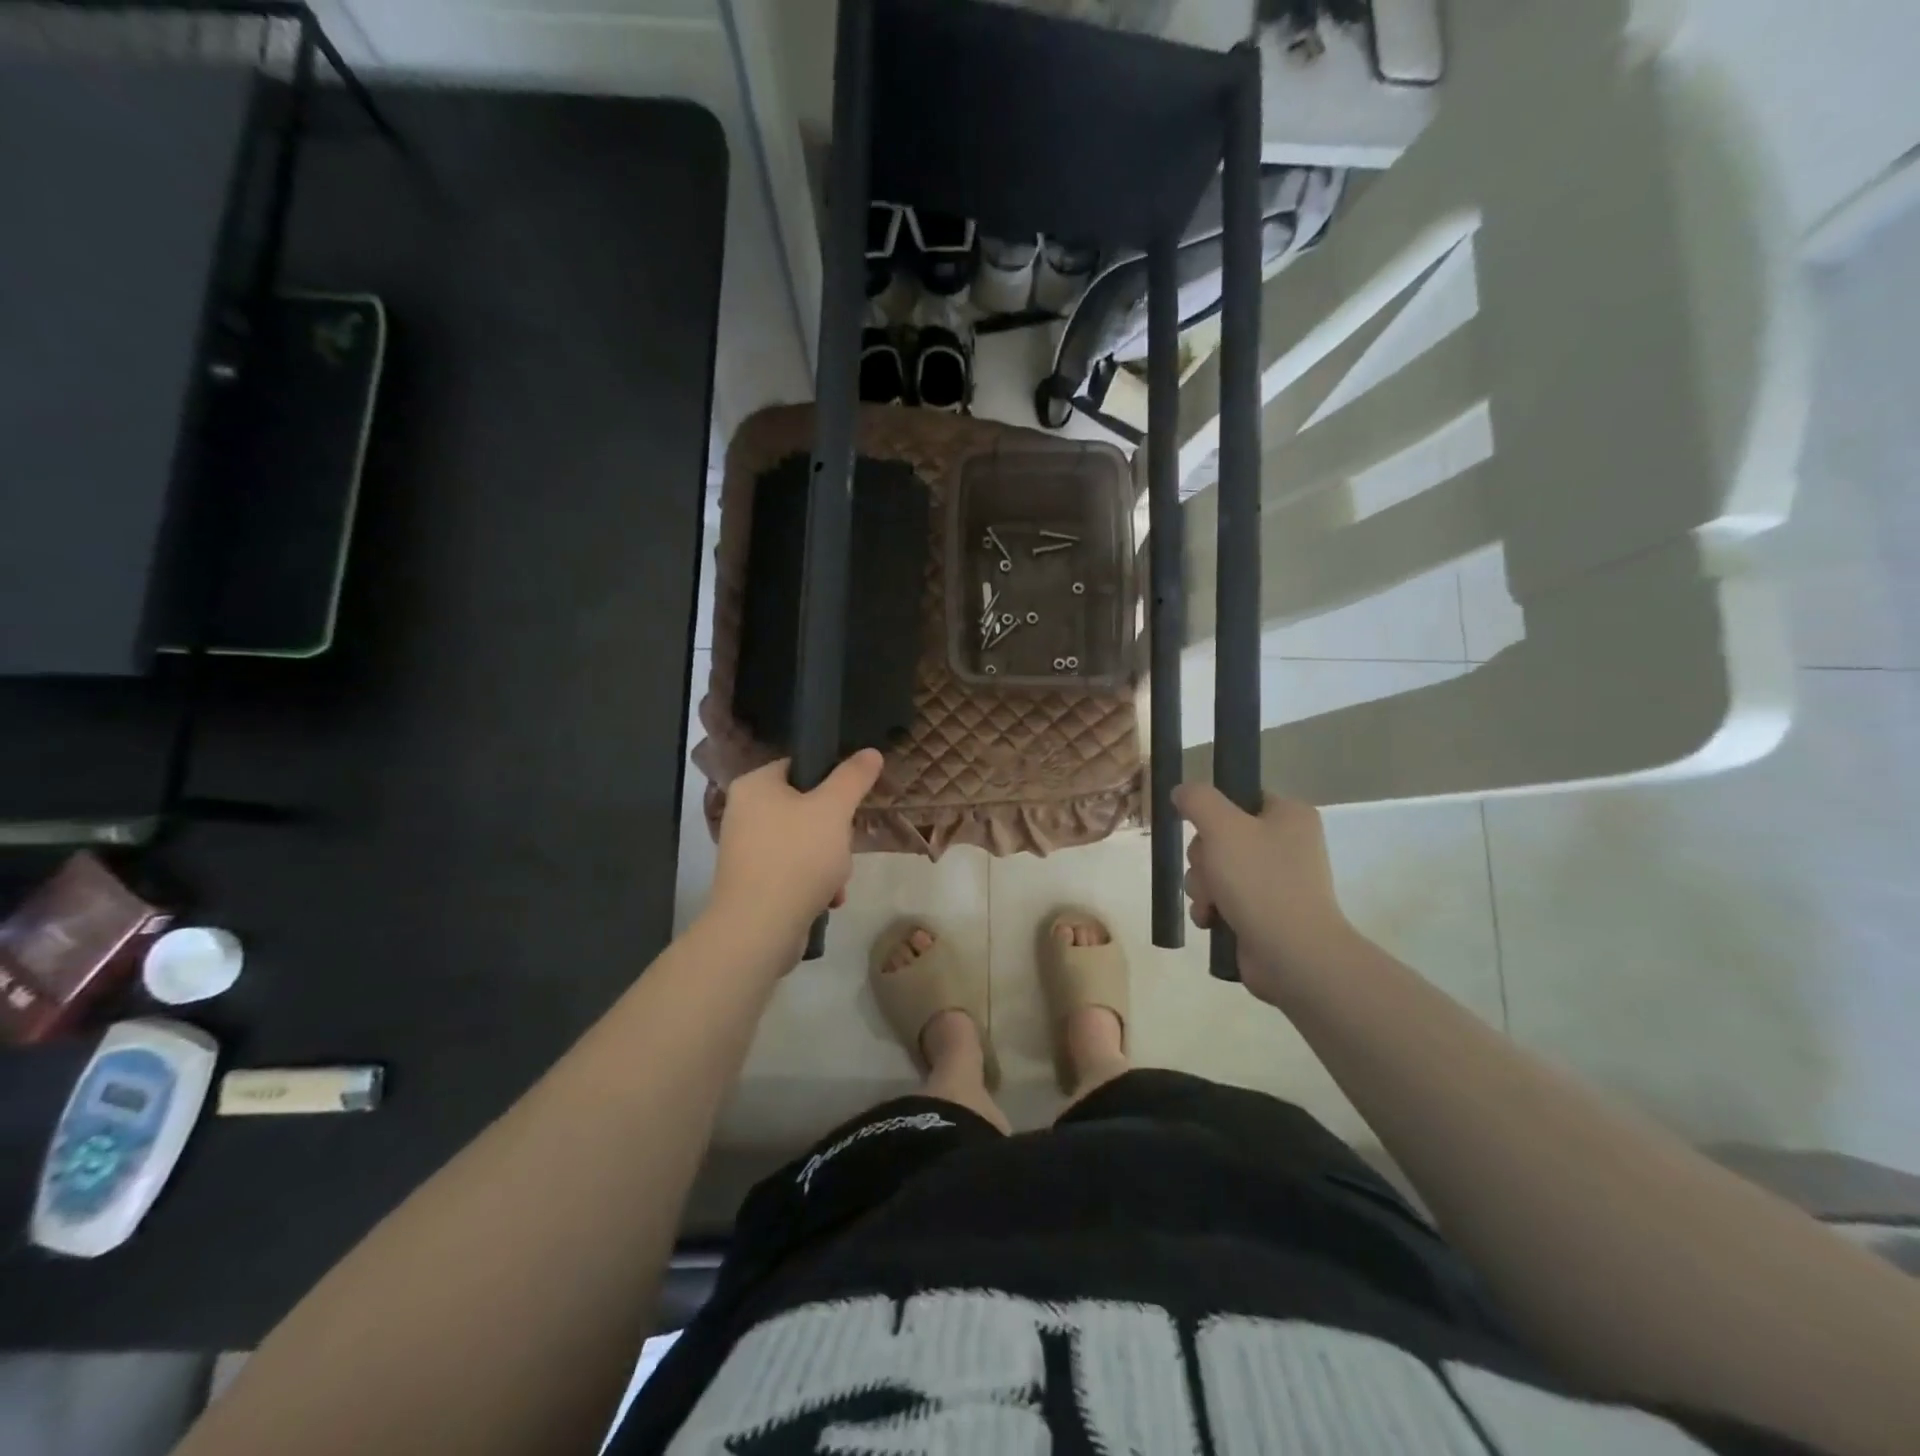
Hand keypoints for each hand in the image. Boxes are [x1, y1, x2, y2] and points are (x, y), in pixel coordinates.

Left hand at [708, 751, 884, 954]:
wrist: (759, 928)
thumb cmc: (796, 857)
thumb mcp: (834, 809)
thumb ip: (853, 777)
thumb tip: (870, 752)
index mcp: (755, 785)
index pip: (799, 766)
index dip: (831, 780)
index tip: (852, 800)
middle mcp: (744, 813)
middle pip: (806, 807)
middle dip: (835, 832)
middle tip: (844, 846)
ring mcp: (746, 850)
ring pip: (804, 842)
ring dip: (830, 861)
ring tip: (836, 880)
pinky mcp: (752, 883)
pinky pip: (793, 870)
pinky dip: (814, 882)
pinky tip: (827, 900)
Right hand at [1171, 784, 1358, 1002]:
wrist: (1292, 955)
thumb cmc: (1260, 881)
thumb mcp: (1222, 828)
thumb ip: (1198, 800)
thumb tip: (1182, 791)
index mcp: (1289, 816)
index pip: (1240, 797)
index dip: (1213, 813)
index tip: (1200, 829)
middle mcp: (1286, 845)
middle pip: (1220, 836)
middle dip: (1203, 859)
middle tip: (1211, 872)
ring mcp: (1276, 881)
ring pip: (1215, 869)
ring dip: (1202, 886)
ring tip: (1211, 904)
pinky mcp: (1263, 913)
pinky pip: (1222, 899)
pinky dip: (1211, 908)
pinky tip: (1211, 920)